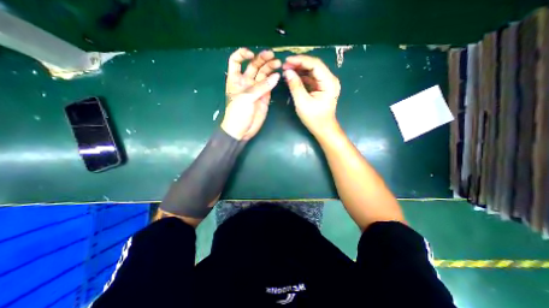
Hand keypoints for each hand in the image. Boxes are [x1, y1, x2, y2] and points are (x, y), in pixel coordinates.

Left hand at [220, 49, 280, 140]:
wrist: (242, 130)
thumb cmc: (238, 113)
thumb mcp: (246, 98)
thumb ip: (261, 87)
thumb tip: (276, 76)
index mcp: (236, 79)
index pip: (236, 61)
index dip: (242, 54)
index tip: (251, 54)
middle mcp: (246, 81)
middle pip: (254, 65)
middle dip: (262, 59)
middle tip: (272, 56)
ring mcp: (256, 89)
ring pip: (263, 74)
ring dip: (270, 67)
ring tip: (278, 63)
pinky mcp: (265, 96)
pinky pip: (269, 85)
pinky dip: (274, 80)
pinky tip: (278, 76)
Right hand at [283, 54, 338, 135]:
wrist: (323, 129)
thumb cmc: (314, 118)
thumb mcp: (302, 102)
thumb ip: (295, 86)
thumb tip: (287, 72)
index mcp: (329, 82)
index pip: (315, 64)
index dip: (300, 60)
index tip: (286, 61)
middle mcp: (330, 80)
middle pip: (314, 66)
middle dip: (299, 64)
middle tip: (284, 66)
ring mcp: (326, 84)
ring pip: (312, 72)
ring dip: (299, 70)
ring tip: (286, 70)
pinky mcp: (321, 88)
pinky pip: (311, 79)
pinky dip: (302, 77)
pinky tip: (293, 77)